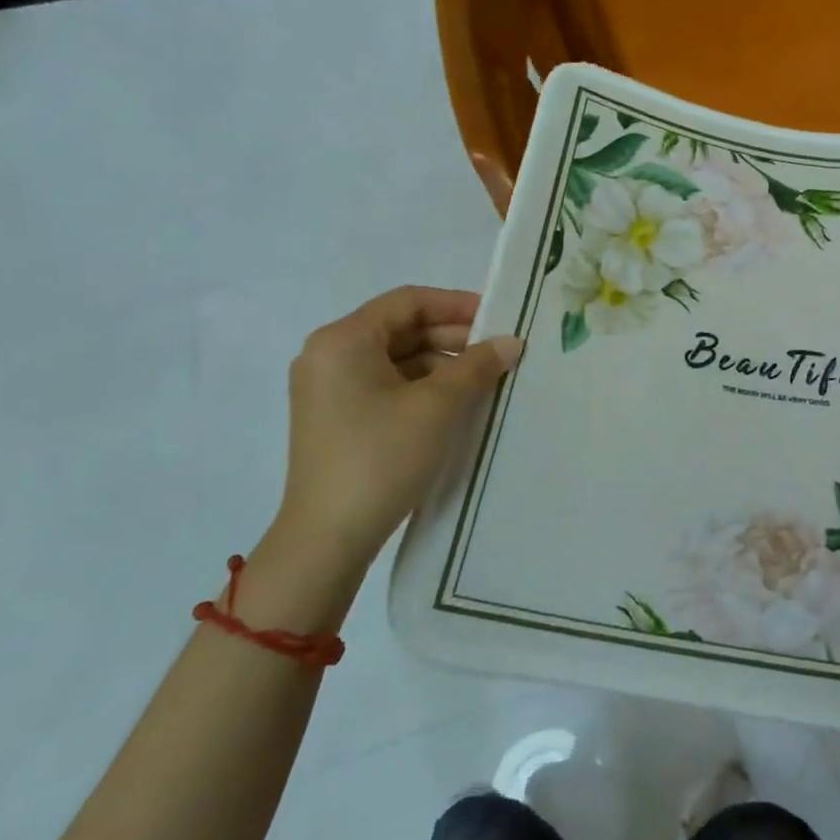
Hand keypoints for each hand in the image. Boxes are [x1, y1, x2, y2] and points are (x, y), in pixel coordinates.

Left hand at [269, 287, 521, 565]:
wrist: (328, 537)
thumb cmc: (381, 457)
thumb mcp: (438, 406)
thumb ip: (477, 366)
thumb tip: (510, 342)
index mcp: (343, 340)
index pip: (407, 302)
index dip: (456, 305)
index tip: (498, 319)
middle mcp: (329, 355)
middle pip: (401, 329)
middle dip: (452, 337)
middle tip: (498, 353)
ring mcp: (329, 388)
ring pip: (396, 359)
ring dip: (441, 364)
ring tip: (485, 380)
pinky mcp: (337, 417)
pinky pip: (386, 385)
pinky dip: (422, 387)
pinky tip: (456, 403)